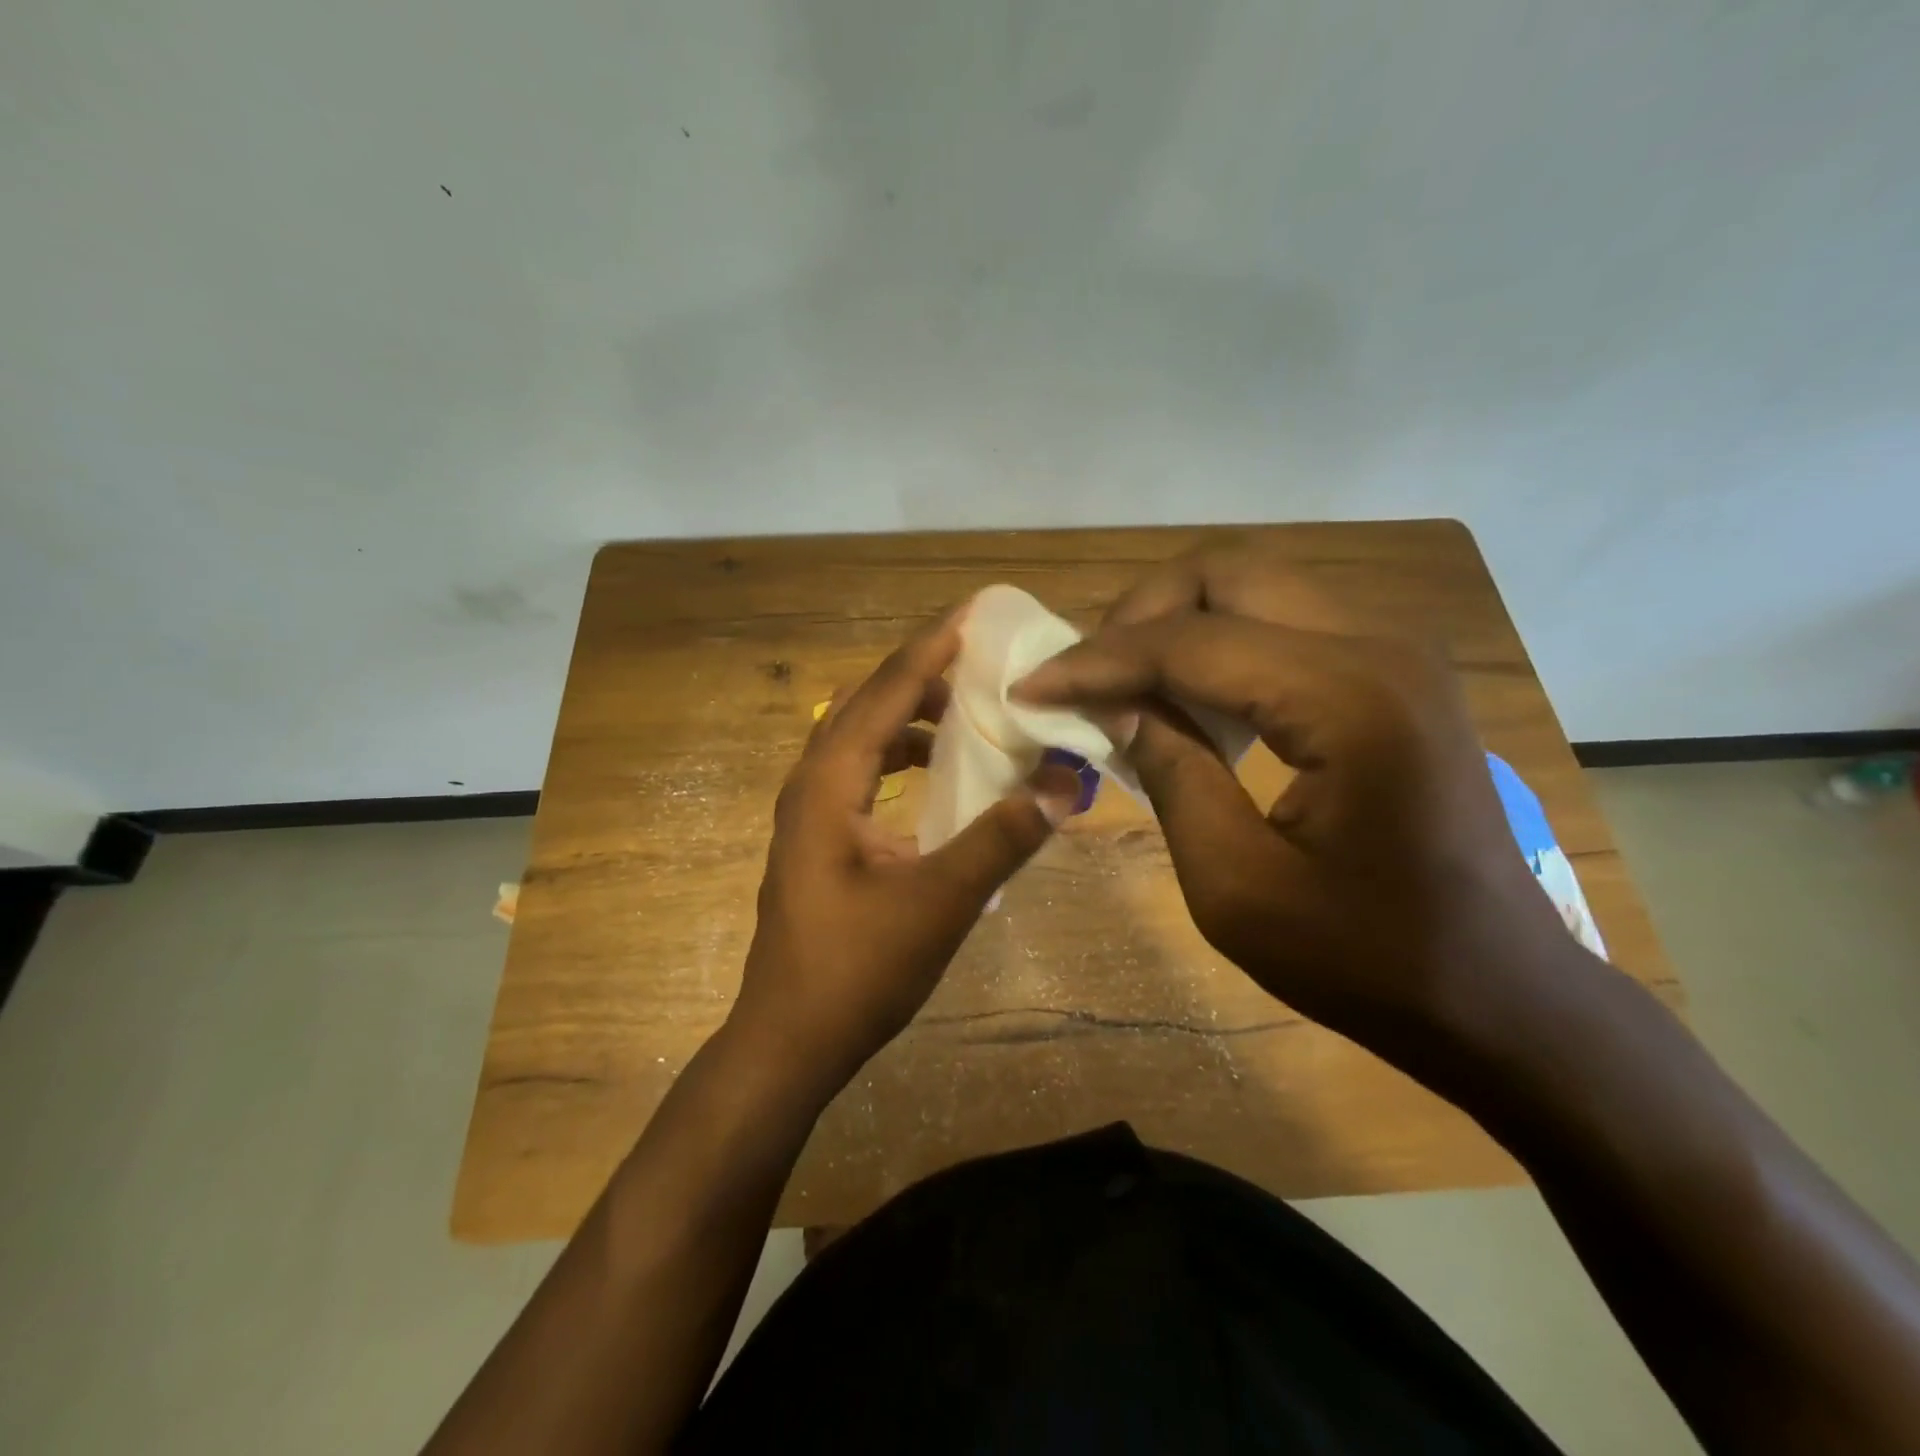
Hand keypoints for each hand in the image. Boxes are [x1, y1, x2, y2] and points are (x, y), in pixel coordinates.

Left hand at [731, 610, 1082, 1098]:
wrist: (789, 1040)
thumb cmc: (856, 970)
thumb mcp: (940, 902)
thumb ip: (1002, 839)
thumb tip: (1064, 786)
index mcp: (829, 783)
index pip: (884, 691)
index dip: (931, 648)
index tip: (973, 613)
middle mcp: (812, 784)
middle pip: (867, 704)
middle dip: (923, 674)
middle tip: (981, 659)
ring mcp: (810, 813)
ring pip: (862, 740)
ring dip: (910, 717)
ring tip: (966, 712)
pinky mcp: (819, 840)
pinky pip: (862, 774)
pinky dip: (900, 758)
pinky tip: (935, 776)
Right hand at [1013, 542, 1582, 1067]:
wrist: (1498, 994)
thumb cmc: (1368, 960)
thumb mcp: (1237, 887)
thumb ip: (1172, 775)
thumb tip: (1117, 706)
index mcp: (1347, 700)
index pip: (1190, 643)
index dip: (1097, 661)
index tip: (1031, 686)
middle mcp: (1378, 646)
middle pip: (1227, 573)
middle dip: (1138, 615)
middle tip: (1087, 676)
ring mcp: (1394, 652)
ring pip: (1256, 585)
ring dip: (1177, 622)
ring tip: (1126, 684)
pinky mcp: (1392, 673)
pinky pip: (1284, 621)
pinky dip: (1219, 643)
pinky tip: (1190, 699)